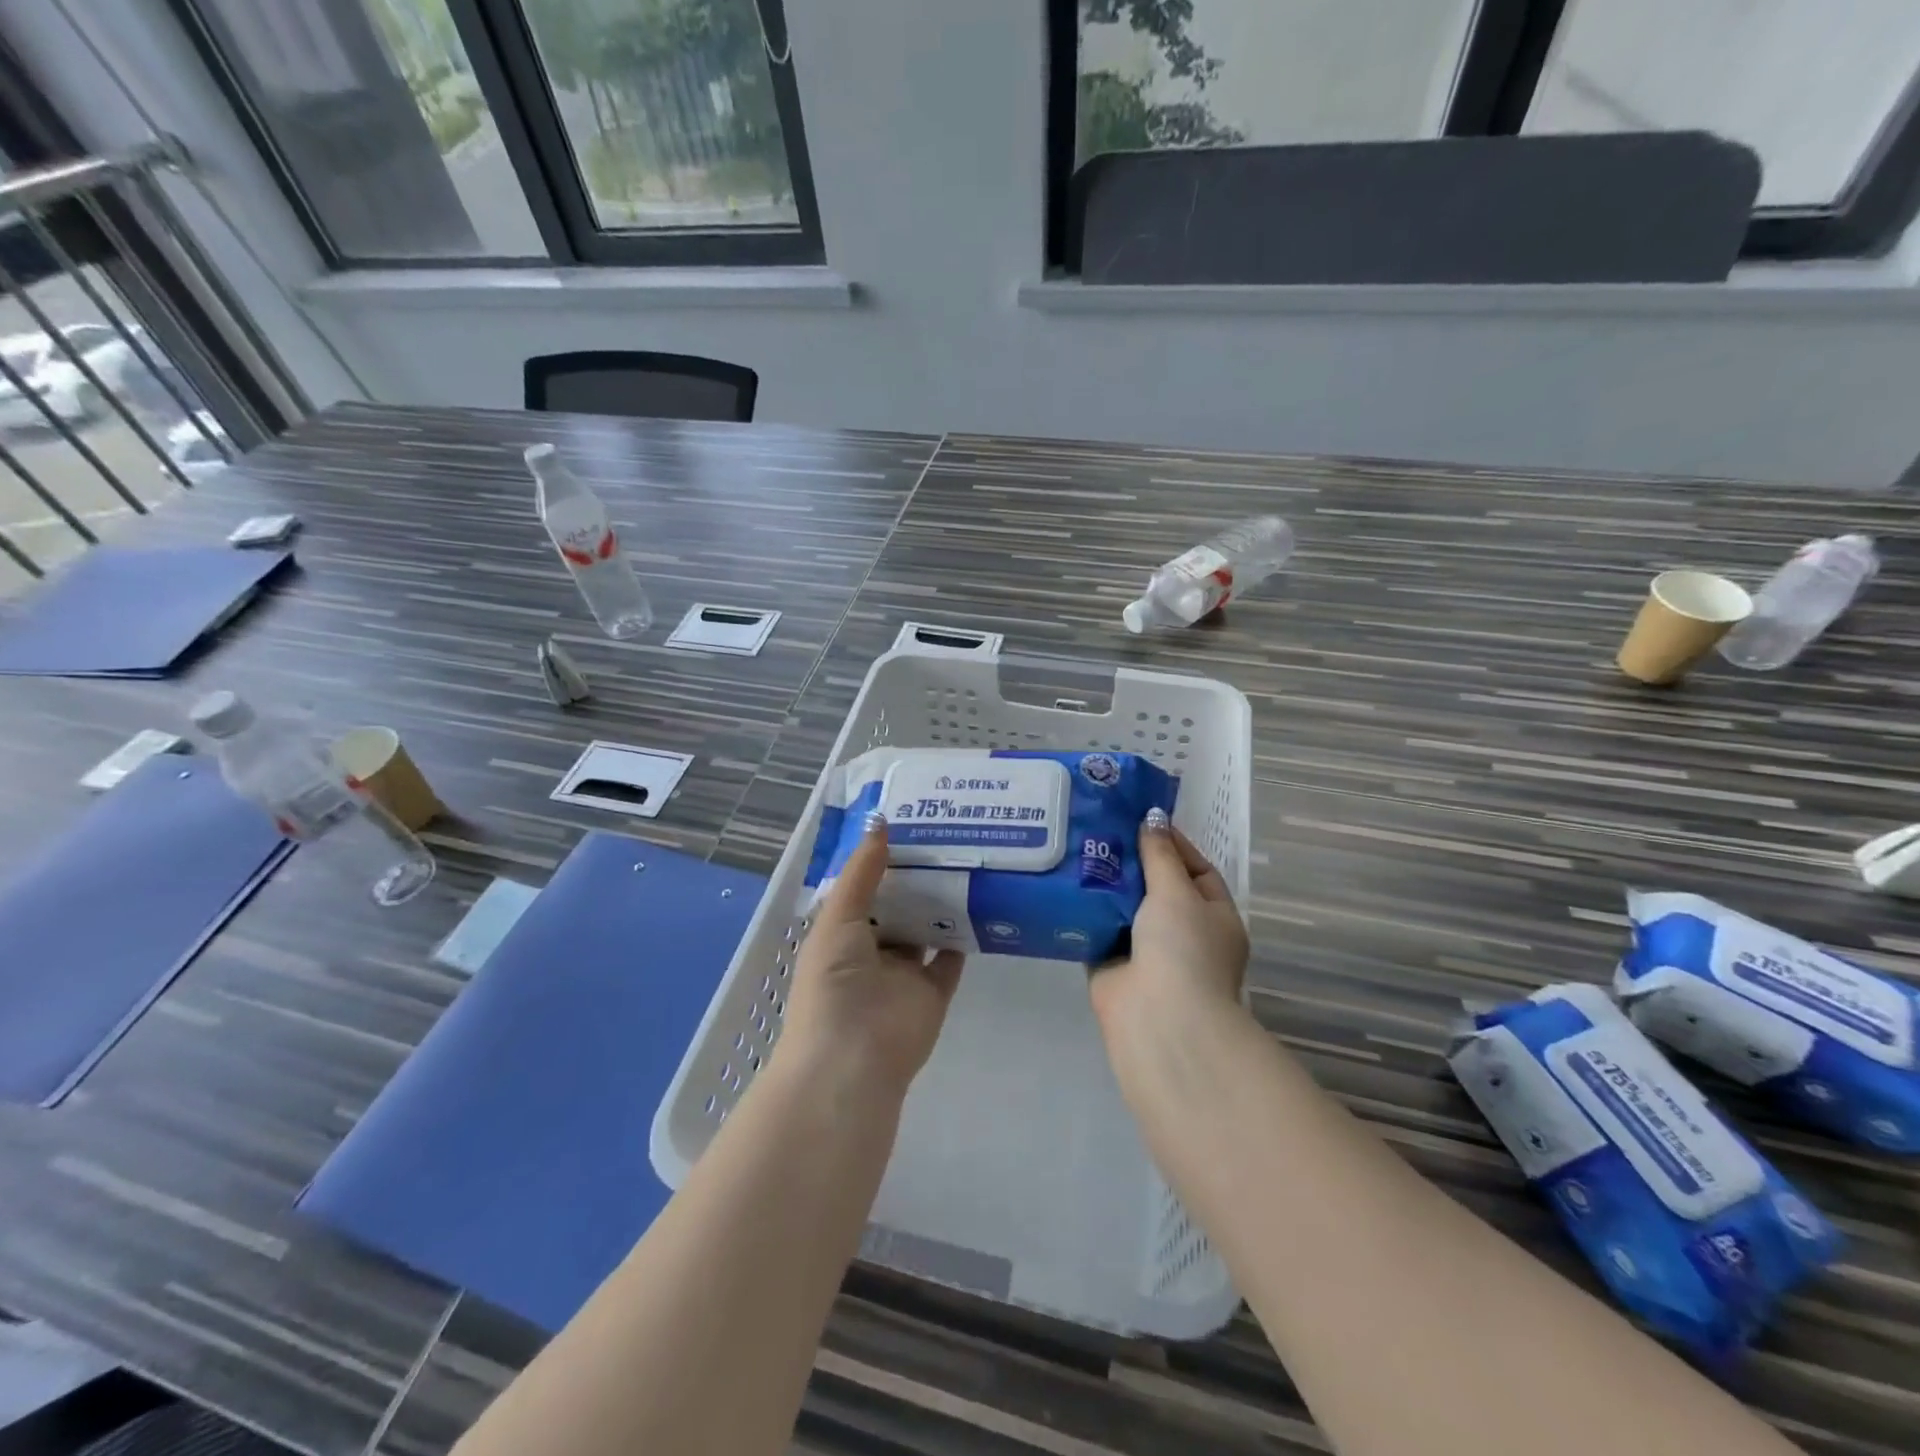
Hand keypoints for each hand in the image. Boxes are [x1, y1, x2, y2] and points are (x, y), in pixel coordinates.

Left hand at [777, 814, 964, 1098]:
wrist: (853, 1059)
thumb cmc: (833, 983)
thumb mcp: (838, 918)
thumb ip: (861, 873)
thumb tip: (880, 823)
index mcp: (841, 935)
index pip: (864, 891)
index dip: (880, 861)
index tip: (906, 826)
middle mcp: (872, 953)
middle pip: (897, 908)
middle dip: (915, 879)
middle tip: (945, 836)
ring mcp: (904, 975)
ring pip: (925, 931)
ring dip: (940, 903)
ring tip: (966, 860)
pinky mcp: (933, 993)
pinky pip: (951, 959)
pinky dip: (963, 937)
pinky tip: (980, 902)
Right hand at [1090, 808, 1248, 1029]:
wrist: (1158, 1018)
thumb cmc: (1182, 948)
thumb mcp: (1177, 892)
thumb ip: (1160, 855)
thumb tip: (1152, 818)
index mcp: (1215, 917)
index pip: (1197, 870)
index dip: (1172, 844)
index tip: (1141, 819)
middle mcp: (1184, 934)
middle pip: (1157, 887)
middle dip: (1132, 862)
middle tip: (1101, 827)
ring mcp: (1148, 952)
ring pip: (1125, 908)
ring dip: (1105, 884)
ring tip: (1077, 845)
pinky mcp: (1112, 966)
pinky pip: (1098, 929)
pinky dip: (1085, 911)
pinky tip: (1064, 882)